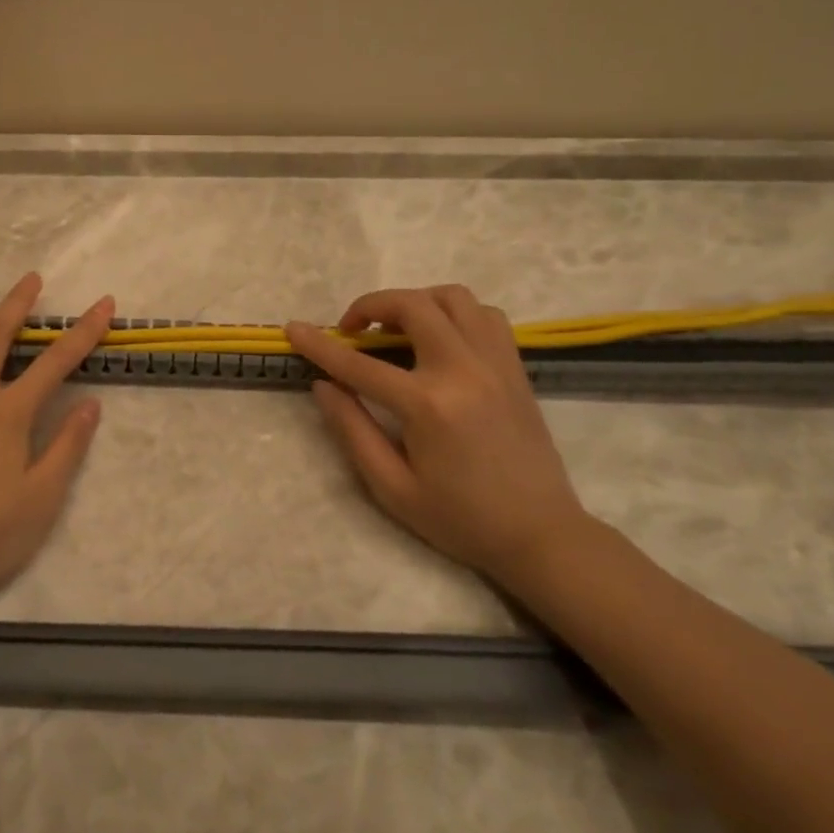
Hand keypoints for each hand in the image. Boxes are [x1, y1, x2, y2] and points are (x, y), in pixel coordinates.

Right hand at [285, 285, 593, 585]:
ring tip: (397, 330)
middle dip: (371, 306)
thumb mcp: (392, 487)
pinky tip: (440, 339)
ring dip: (416, 302)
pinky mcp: (515, 367)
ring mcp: (496, 363)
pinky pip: (484, 315)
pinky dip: (455, 313)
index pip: (359, 364)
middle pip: (412, 306)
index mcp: (428, 405)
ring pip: (453, 298)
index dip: (320, 344)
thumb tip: (323, 385)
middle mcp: (463, 370)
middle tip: (353, 331)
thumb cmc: (460, 519)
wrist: (541, 534)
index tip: (292, 328)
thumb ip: (353, 430)